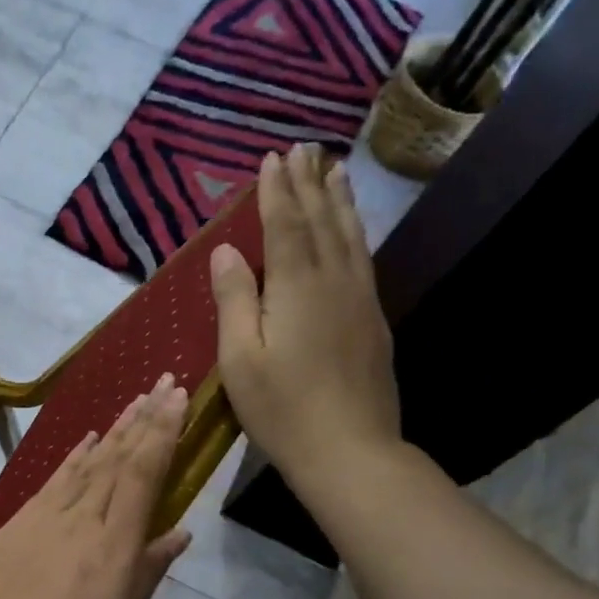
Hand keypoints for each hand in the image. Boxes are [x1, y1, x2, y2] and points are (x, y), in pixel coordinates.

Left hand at [0, 375, 192, 598]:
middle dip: (145, 417)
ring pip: (89, 461)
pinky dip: (74, 455)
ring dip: (114, 428)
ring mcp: (48, 513)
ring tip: (134, 400)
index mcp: (116, 540)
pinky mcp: (19, 519)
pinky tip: (86, 440)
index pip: (145, 472)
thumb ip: (148, 571)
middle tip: (163, 381)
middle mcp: (85, 515)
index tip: (177, 396)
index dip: (163, 431)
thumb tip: (179, 532)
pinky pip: (56, 477)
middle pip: (119, 457)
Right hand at [210, 144, 402, 486]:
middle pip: (320, 221)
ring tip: (334, 170)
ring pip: (349, 236)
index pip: (285, 225)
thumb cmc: (282, 409)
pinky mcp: (372, 320)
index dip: (276, 192)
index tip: (271, 158)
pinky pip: (362, 259)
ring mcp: (359, 299)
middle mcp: (333, 281)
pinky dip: (354, 232)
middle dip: (308, 184)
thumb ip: (234, 300)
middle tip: (304, 148)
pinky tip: (352, 228)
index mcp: (295, 288)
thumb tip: (226, 251)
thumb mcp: (240, 359)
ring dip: (338, 200)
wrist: (349, 450)